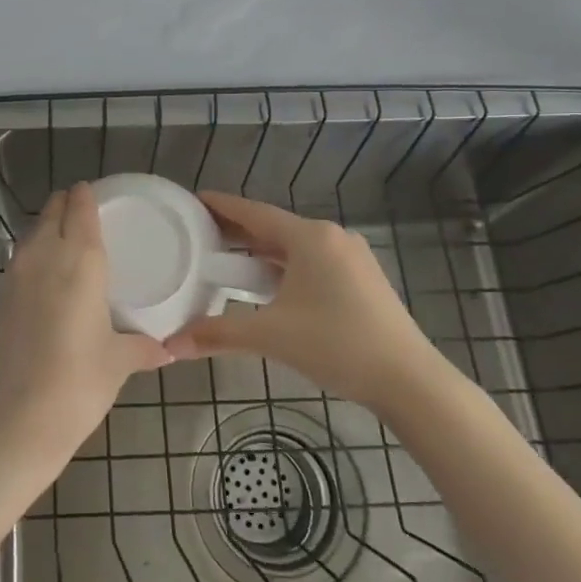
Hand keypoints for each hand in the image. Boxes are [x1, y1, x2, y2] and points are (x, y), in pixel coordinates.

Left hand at [0, 183, 170, 466]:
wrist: (11, 420)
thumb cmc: (76, 384)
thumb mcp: (117, 363)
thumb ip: (143, 348)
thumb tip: (169, 349)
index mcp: (80, 261)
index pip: (80, 209)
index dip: (87, 196)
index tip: (95, 193)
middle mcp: (44, 256)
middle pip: (52, 212)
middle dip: (66, 206)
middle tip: (85, 214)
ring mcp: (14, 275)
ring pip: (31, 234)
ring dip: (47, 228)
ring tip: (66, 242)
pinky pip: (18, 260)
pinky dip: (32, 256)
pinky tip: (45, 279)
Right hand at [163, 193, 447, 408]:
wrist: (409, 381)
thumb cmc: (337, 345)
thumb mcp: (271, 336)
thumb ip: (217, 334)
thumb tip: (171, 345)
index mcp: (309, 237)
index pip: (253, 212)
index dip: (220, 206)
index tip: (192, 200)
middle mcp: (331, 237)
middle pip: (273, 227)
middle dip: (236, 231)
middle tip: (199, 234)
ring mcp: (351, 257)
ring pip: (294, 246)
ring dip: (260, 251)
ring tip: (226, 260)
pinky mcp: (362, 279)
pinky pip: (311, 261)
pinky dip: (283, 266)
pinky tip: (267, 284)